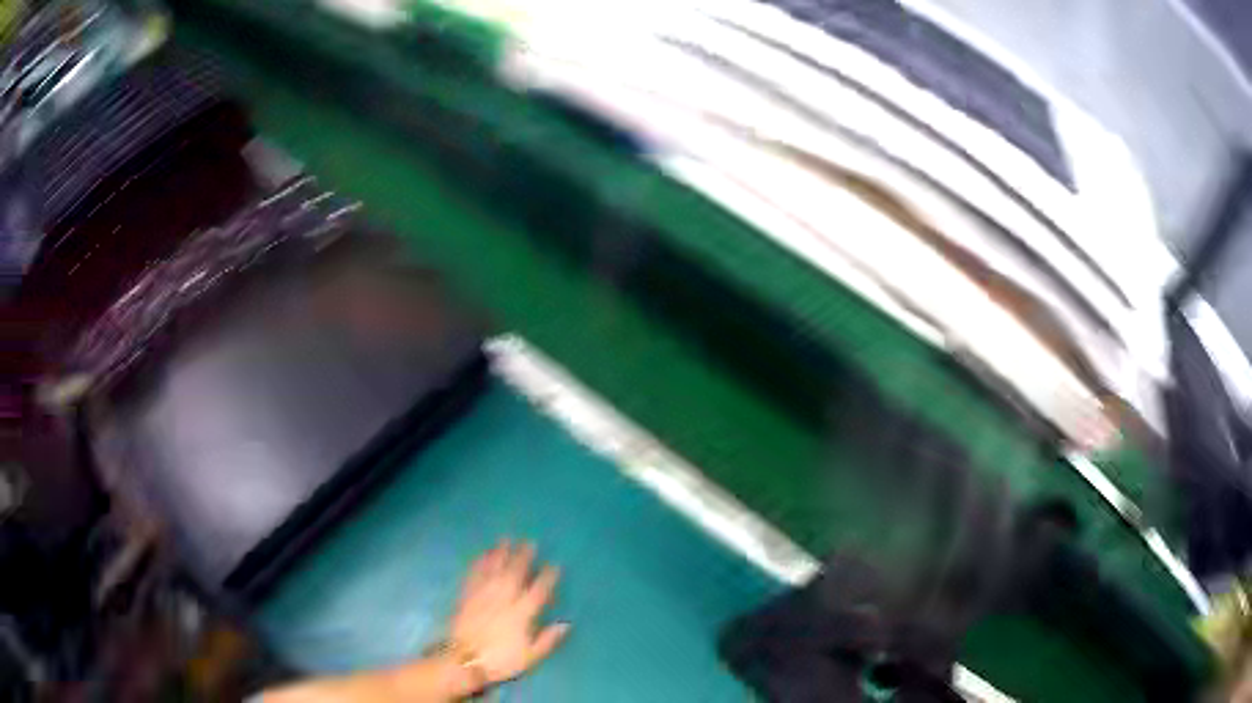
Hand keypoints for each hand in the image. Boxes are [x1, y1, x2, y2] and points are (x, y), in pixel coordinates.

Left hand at [448, 540, 569, 685]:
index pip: (538, 591)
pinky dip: (479, 563)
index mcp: (521, 613)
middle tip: (529, 542)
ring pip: (494, 570)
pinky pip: (475, 575)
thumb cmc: (500, 660)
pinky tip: (482, 555)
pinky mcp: (467, 597)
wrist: (464, 660)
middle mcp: (503, 599)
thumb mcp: (530, 656)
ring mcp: (483, 596)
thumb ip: (548, 639)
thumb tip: (566, 624)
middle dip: (523, 557)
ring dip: (501, 554)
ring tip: (506, 540)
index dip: (547, 577)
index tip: (554, 564)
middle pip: (515, 574)